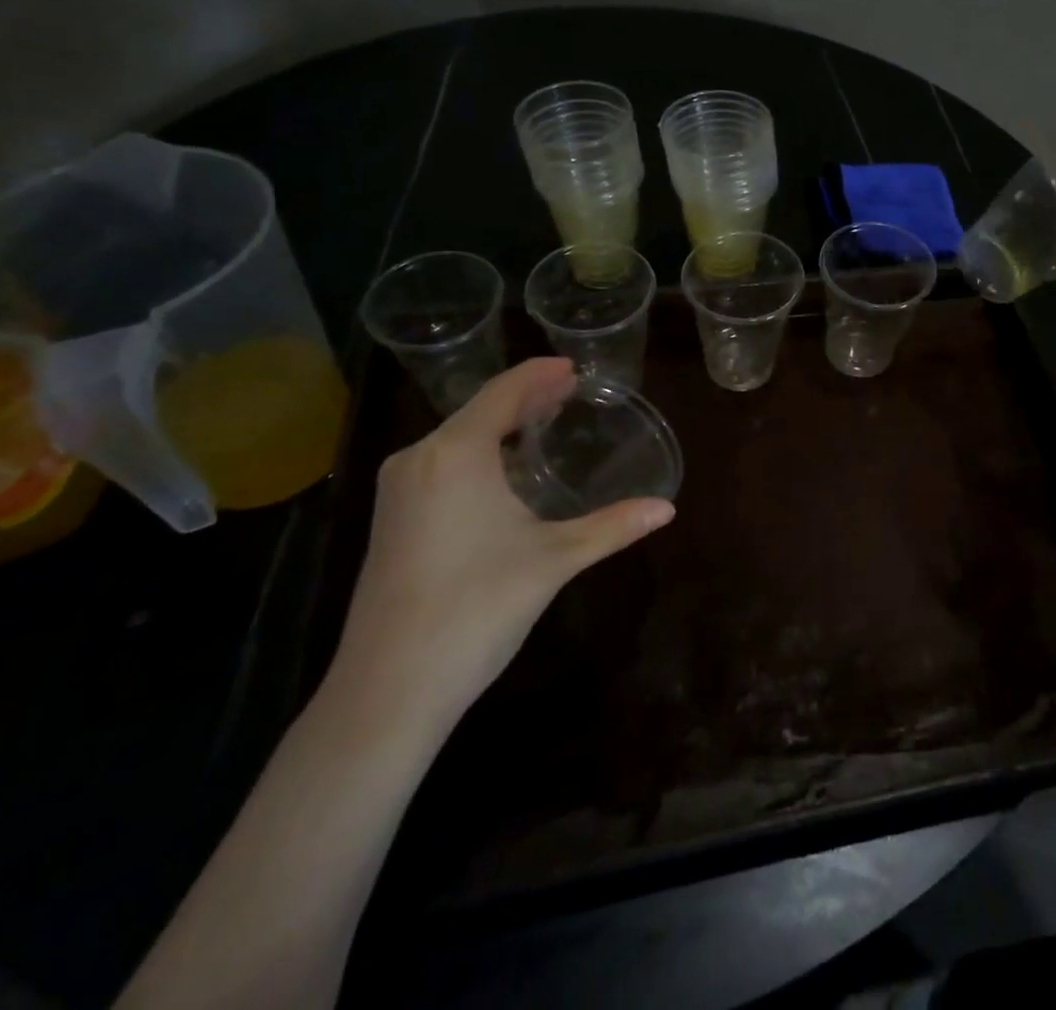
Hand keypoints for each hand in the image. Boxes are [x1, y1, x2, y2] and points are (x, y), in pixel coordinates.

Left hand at [324, 357, 673, 729]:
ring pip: (456, 438)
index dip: (540, 374)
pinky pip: (440, 464)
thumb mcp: (554, 560)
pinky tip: (503, 472)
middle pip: (479, 410)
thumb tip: (668, 509)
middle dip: (525, 398)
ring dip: (500, 426)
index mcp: (455, 453)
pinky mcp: (391, 519)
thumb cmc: (477, 608)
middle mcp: (419, 458)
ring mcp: (398, 490)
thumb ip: (612, 527)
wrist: (388, 689)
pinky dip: (478, 453)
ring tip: (542, 423)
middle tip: (569, 392)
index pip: (504, 392)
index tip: (574, 367)